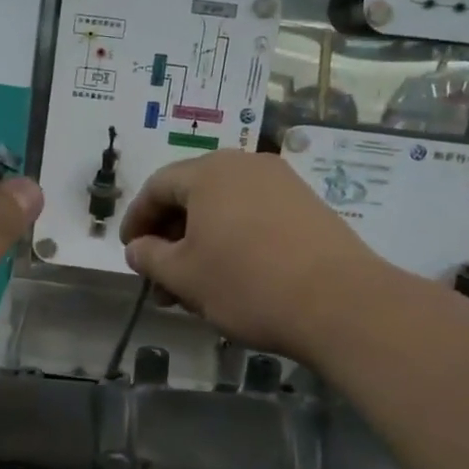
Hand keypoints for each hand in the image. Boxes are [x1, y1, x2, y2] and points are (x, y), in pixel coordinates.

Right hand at [119, 150, 381, 363]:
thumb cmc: (246, 284)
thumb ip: (149, 257)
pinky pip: (253, 216)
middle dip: (169, 238)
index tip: (129, 252)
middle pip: (192, 196)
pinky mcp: (307, 206)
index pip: (157, 187)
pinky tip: (231, 277)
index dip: (136, 220)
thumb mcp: (183, 276)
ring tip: (194, 288)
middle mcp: (245, 165)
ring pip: (224, 209)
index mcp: (209, 172)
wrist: (339, 303)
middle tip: (160, 280)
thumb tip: (138, 248)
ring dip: (200, 244)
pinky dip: (232, 241)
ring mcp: (281, 183)